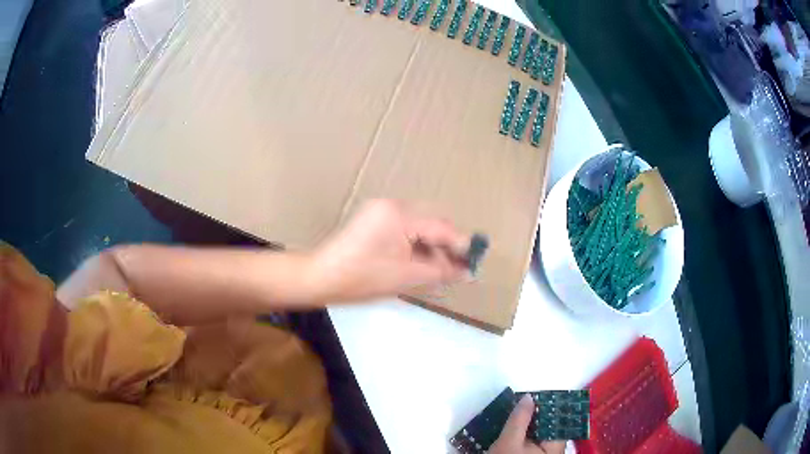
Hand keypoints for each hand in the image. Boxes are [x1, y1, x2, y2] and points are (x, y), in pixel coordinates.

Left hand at [309, 199, 469, 301]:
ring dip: (432, 247)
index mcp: (399, 214)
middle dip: (447, 247)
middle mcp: (392, 205)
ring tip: (441, 271)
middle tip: (458, 270)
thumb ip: (440, 271)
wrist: (320, 278)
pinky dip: (417, 245)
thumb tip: (466, 271)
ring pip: (420, 226)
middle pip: (431, 223)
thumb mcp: (406, 277)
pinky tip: (422, 263)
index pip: (440, 227)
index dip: (460, 246)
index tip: (475, 262)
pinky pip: (406, 229)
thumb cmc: (361, 279)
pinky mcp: (375, 220)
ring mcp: (381, 211)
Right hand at [490, 395, 566, 453]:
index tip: (532, 397)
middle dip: (535, 415)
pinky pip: (532, 443)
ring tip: (514, 415)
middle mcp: (554, 450)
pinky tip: (511, 431)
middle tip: (520, 404)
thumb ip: (519, 419)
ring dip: (527, 425)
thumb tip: (529, 397)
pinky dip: (523, 435)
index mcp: (556, 444)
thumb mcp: (509, 441)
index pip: (558, 418)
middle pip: (549, 426)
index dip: (547, 405)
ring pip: (540, 435)